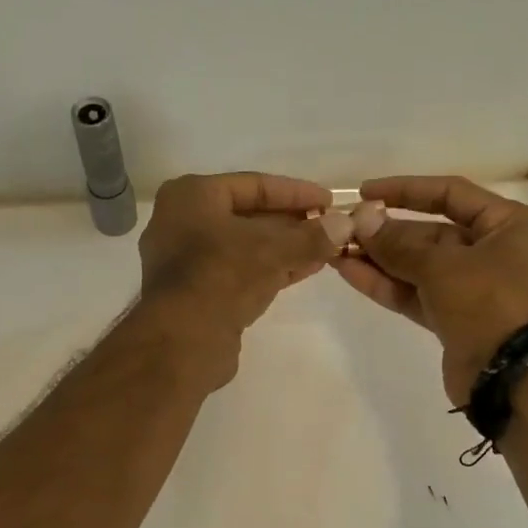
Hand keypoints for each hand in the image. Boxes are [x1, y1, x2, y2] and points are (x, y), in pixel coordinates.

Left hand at [137, 172, 336, 383]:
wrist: (182, 341)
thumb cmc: (222, 276)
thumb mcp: (272, 249)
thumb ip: (311, 236)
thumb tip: (346, 225)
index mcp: (191, 197)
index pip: (253, 185)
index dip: (296, 193)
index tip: (329, 201)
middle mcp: (183, 223)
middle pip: (248, 216)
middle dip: (292, 223)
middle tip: (330, 227)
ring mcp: (188, 261)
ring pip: (246, 246)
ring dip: (286, 248)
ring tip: (326, 249)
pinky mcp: (198, 293)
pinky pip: (241, 271)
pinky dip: (272, 269)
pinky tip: (306, 269)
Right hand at [334, 176, 527, 404]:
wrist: (512, 379)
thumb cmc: (490, 304)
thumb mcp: (442, 267)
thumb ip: (398, 244)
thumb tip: (361, 220)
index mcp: (509, 226)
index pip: (451, 194)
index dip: (407, 190)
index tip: (366, 191)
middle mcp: (495, 251)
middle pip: (432, 232)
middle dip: (386, 232)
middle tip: (344, 228)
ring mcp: (474, 288)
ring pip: (420, 266)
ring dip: (380, 259)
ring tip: (337, 249)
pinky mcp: (455, 318)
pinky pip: (417, 293)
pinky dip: (387, 284)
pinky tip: (349, 272)